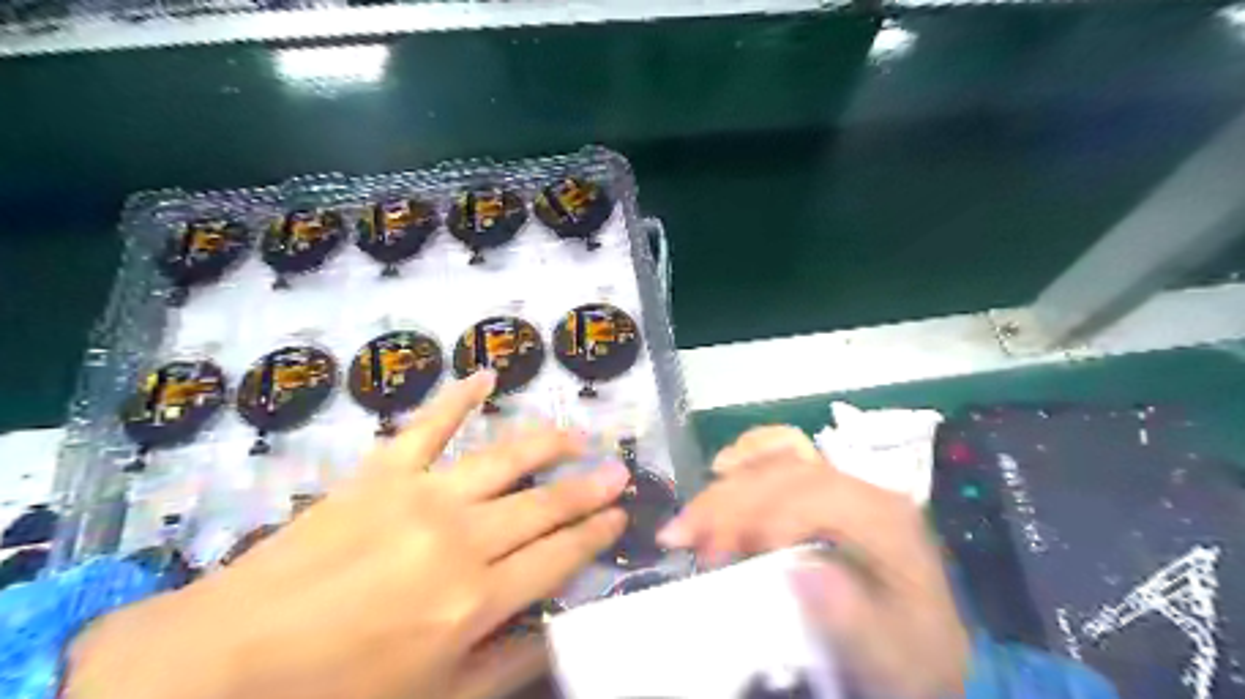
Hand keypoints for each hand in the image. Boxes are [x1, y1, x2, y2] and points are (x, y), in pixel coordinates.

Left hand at [64, 372, 626, 697]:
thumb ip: (508, 665)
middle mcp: (462, 538)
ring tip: (578, 434)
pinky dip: (458, 397)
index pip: (559, 555)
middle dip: (588, 487)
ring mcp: (421, 495)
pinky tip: (485, 376)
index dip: (595, 534)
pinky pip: (428, 424)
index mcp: (477, 599)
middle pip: (544, 504)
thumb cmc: (335, 695)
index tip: (621, 516)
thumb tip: (559, 633)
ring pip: (504, 458)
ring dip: (548, 443)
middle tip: (618, 470)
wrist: (221, 667)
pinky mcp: (381, 473)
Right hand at [662, 425, 972, 698]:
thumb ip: (853, 619)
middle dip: (728, 503)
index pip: (814, 497)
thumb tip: (801, 566)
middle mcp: (862, 489)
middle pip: (785, 475)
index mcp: (885, 519)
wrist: (920, 648)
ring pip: (776, 463)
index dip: (761, 518)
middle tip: (681, 538)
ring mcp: (843, 486)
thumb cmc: (904, 652)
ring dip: (724, 489)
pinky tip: (721, 468)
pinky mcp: (824, 491)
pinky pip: (784, 456)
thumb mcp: (890, 655)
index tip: (718, 557)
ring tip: (685, 524)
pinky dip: (747, 458)